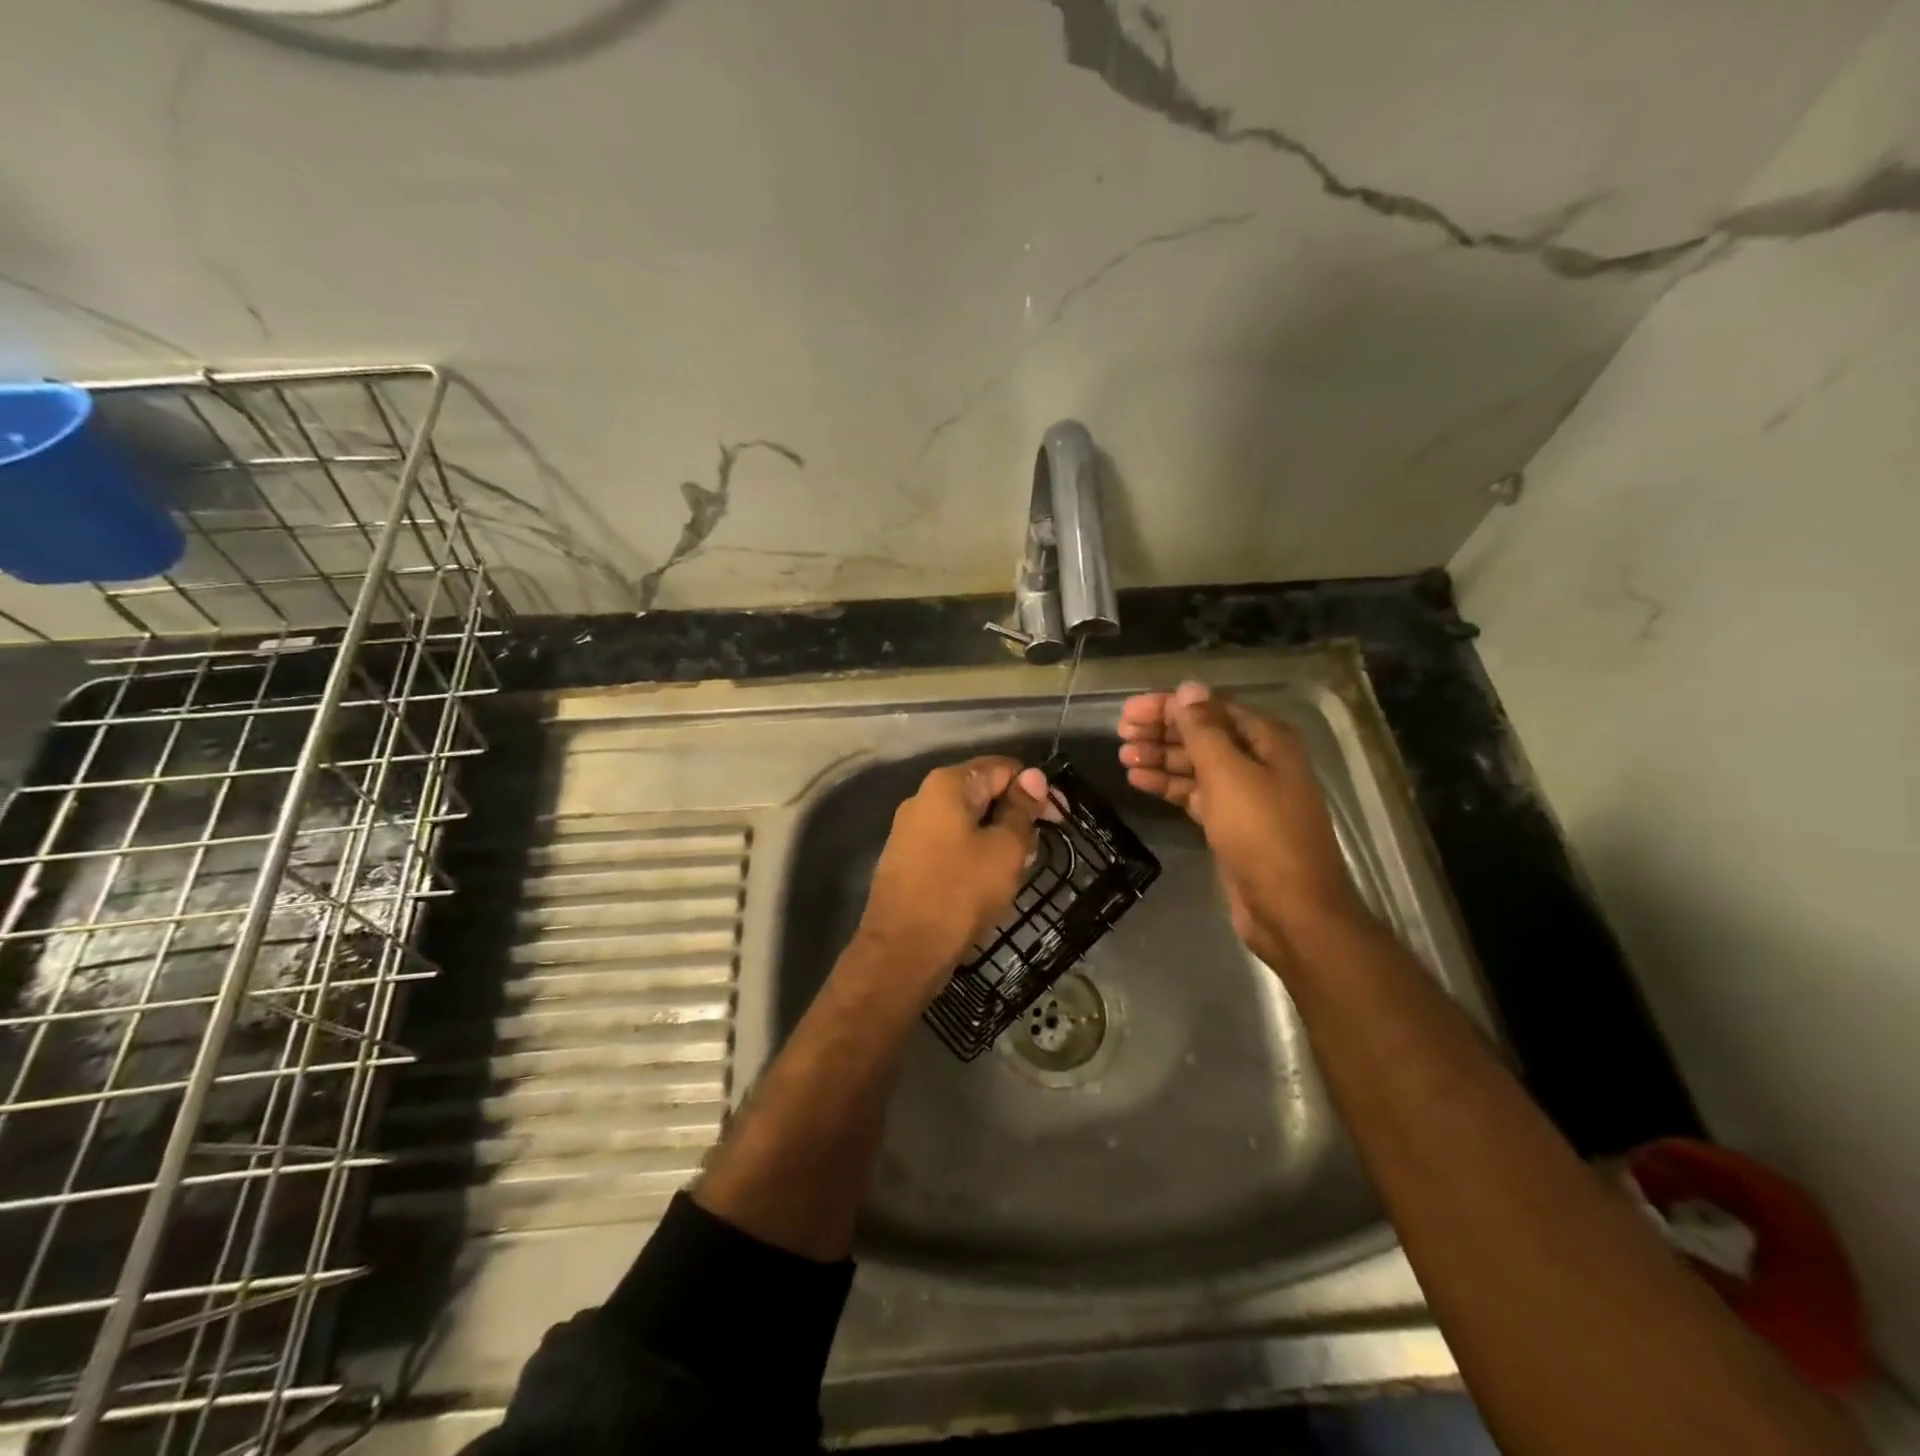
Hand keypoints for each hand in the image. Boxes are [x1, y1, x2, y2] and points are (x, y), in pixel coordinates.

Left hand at [854, 756, 1049, 1006]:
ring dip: (998, 835)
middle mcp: (923, 797)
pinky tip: (989, 878)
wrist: (902, 950)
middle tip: (1041, 846)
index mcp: (947, 785)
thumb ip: (1021, 810)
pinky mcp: (907, 858)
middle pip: (982, 790)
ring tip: (1019, 866)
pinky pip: (950, 842)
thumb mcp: (1005, 849)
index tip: (1060, 819)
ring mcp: (910, 828)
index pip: (1003, 767)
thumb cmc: (960, 892)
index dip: (1037, 788)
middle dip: (1016, 813)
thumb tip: (1033, 777)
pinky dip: (975, 852)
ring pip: (967, 819)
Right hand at [1118, 681, 1369, 970]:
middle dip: (1162, 731)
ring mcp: (1246, 795)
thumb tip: (1188, 688)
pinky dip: (1169, 786)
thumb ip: (1204, 730)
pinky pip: (1195, 794)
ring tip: (1123, 757)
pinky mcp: (1231, 824)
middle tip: (1121, 734)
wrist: (1290, 909)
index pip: (1211, 708)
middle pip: (1203, 735)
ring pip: (1196, 766)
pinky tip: (1139, 781)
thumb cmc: (1262, 834)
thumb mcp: (1228, 774)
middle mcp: (1259, 761)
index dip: (1169, 706)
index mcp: (1267, 741)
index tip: (1128, 712)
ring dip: (1160, 758)